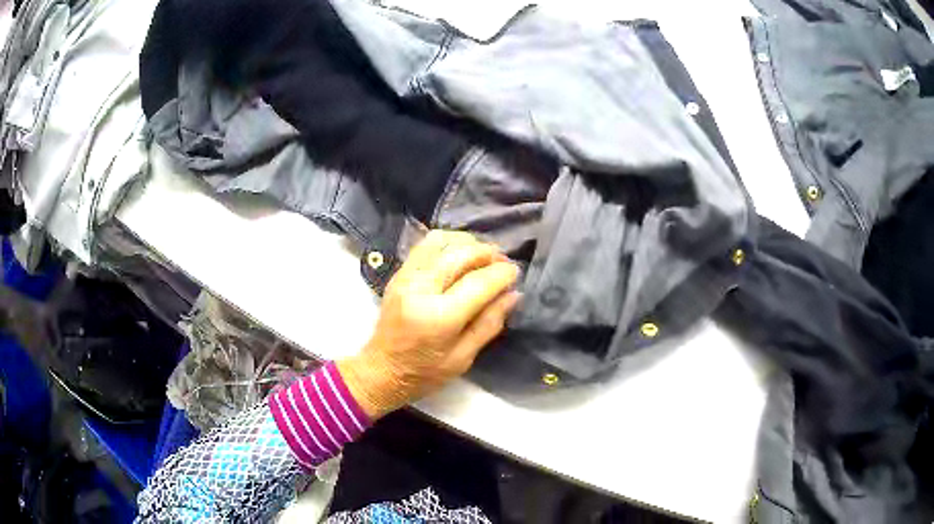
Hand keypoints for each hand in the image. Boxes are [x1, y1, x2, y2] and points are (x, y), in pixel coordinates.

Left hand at [338, 231, 519, 419]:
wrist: (380, 371)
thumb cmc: (424, 373)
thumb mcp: (463, 358)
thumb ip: (489, 323)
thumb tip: (513, 294)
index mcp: (438, 317)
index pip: (478, 283)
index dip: (502, 274)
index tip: (516, 272)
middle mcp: (420, 289)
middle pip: (461, 254)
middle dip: (488, 254)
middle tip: (503, 263)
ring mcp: (405, 277)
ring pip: (441, 241)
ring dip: (468, 243)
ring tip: (482, 257)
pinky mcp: (398, 273)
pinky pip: (426, 245)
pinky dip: (448, 244)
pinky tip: (460, 255)